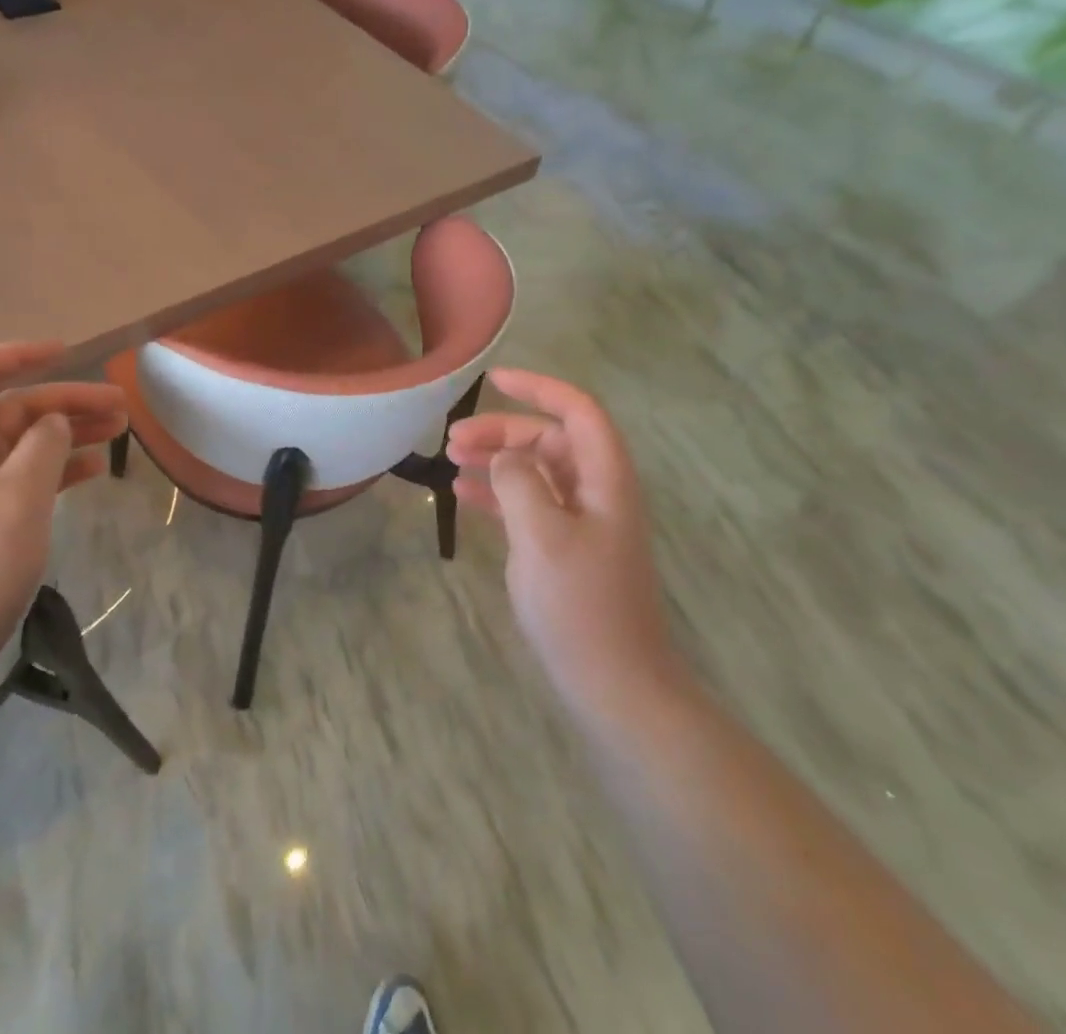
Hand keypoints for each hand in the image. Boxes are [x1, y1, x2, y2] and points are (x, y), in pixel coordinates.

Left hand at [0, 342, 127, 688]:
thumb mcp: (19, 497)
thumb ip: (44, 447)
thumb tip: (55, 423)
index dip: (22, 354)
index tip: (69, 353)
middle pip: (14, 409)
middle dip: (67, 401)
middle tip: (122, 407)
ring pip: (23, 444)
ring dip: (69, 434)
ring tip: (119, 433)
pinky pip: (23, 478)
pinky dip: (58, 469)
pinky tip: (94, 472)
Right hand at [447, 369, 682, 718]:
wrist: (615, 686)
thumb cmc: (580, 607)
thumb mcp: (542, 536)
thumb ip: (519, 483)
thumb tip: (504, 456)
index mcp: (604, 480)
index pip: (577, 411)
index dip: (539, 388)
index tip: (494, 380)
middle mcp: (597, 492)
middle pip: (550, 440)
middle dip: (502, 431)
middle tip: (453, 440)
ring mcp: (583, 522)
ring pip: (536, 471)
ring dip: (496, 461)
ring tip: (450, 462)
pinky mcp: (567, 548)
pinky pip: (530, 504)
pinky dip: (499, 495)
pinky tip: (463, 497)